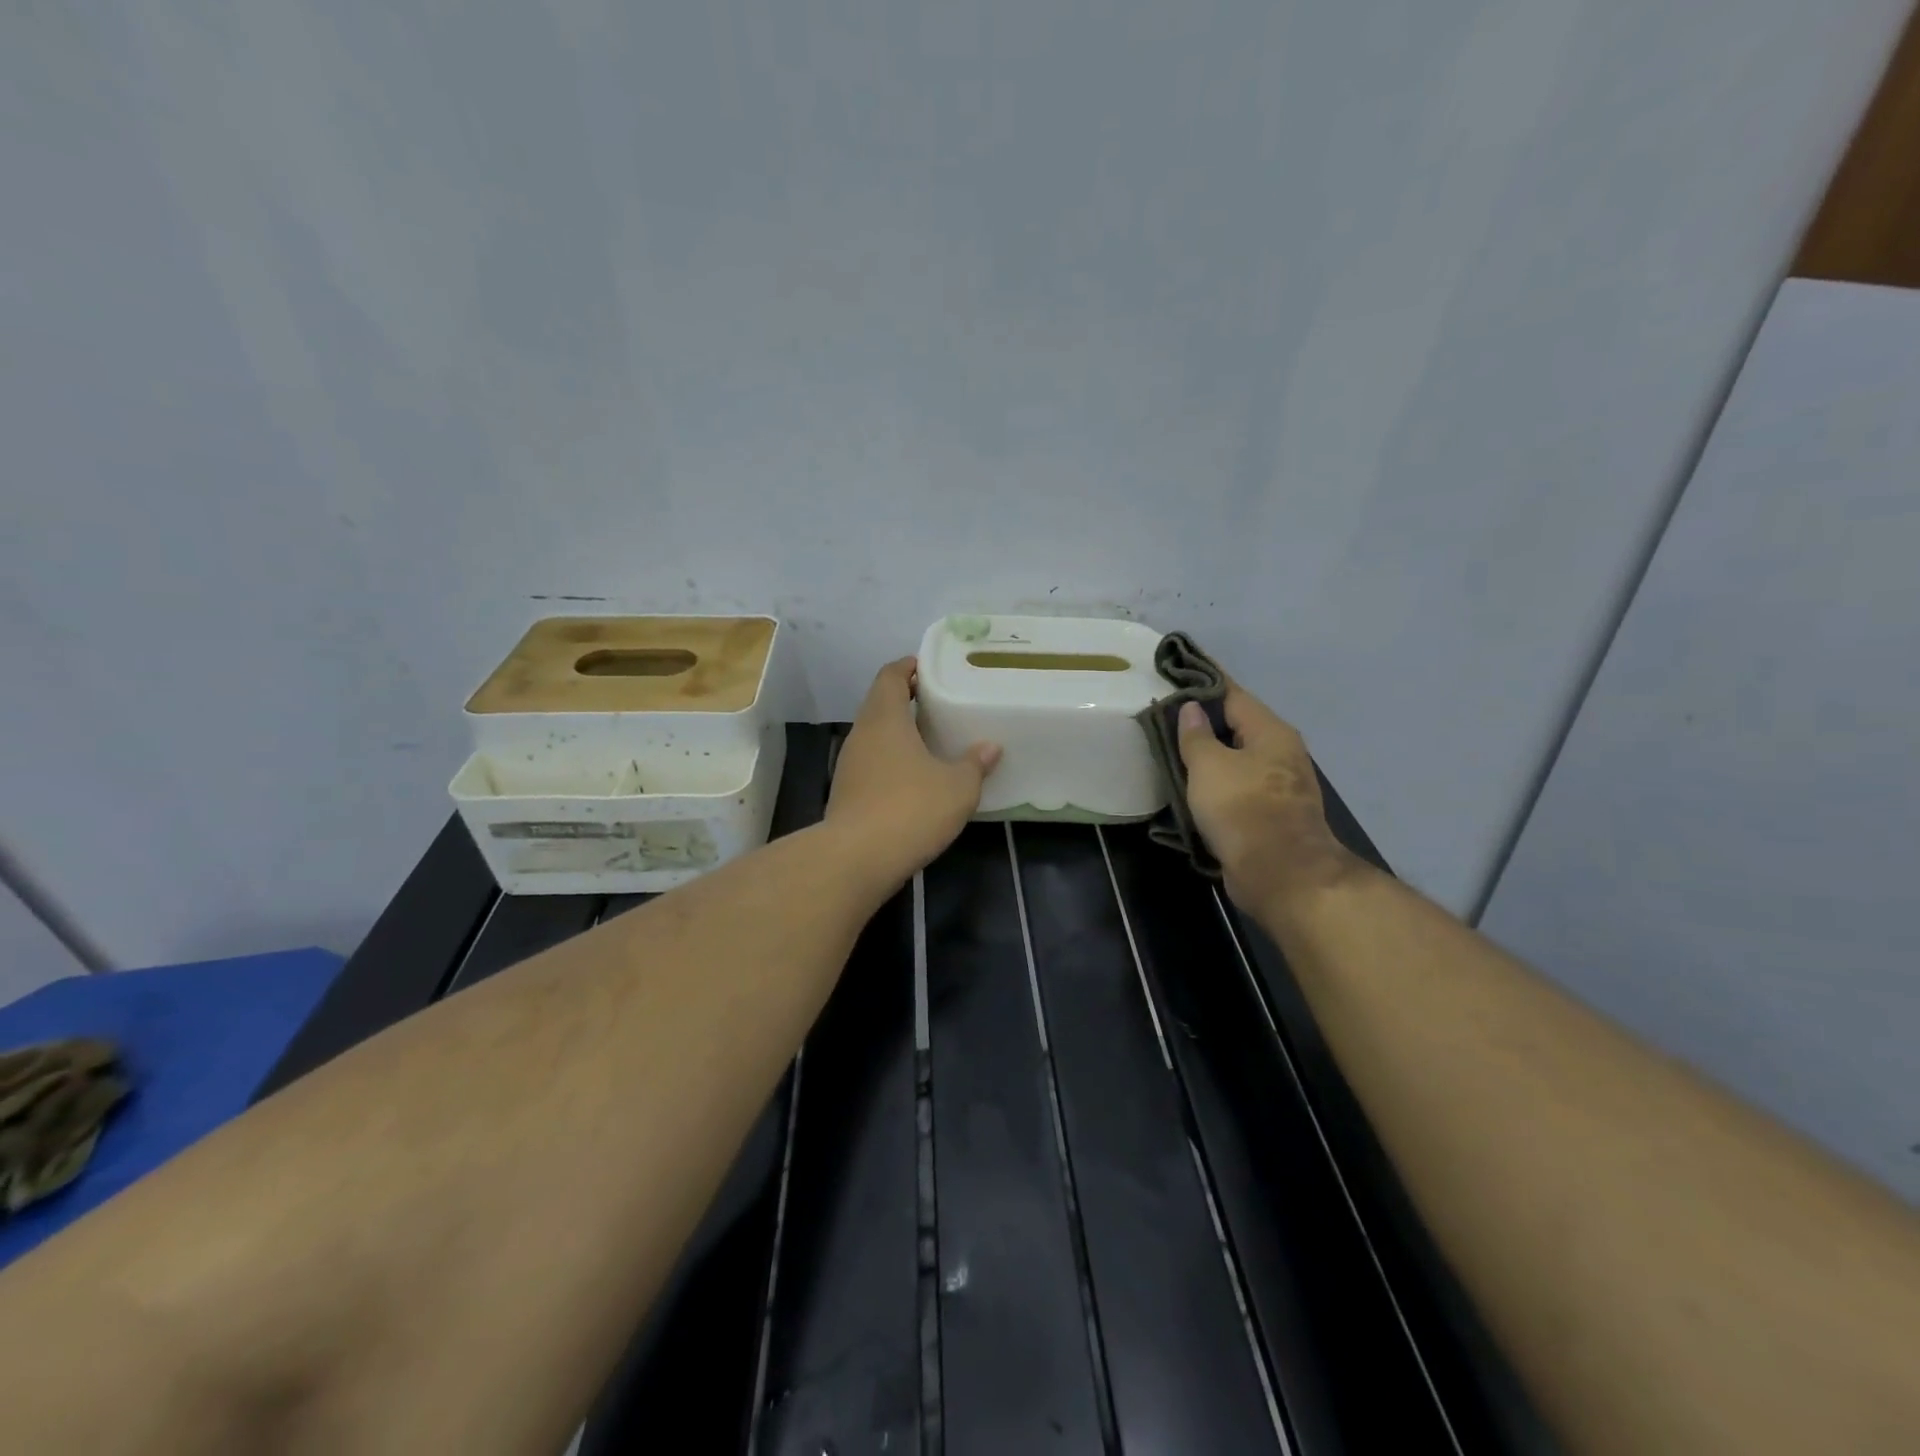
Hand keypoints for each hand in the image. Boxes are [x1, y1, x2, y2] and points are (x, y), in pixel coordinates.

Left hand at [826, 658, 1001, 889]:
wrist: (857, 859)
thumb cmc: (911, 809)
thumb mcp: (957, 787)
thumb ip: (973, 764)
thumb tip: (990, 747)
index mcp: (884, 719)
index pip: (890, 676)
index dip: (908, 667)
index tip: (928, 667)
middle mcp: (862, 735)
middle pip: (879, 704)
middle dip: (905, 700)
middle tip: (937, 703)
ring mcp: (849, 765)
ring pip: (874, 736)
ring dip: (897, 733)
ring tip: (929, 740)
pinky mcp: (846, 794)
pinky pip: (871, 765)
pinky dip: (890, 762)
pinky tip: (912, 779)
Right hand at [1176, 684, 1358, 910]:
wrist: (1281, 874)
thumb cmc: (1243, 809)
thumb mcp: (1209, 766)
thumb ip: (1196, 735)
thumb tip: (1191, 708)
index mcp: (1270, 731)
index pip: (1233, 694)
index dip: (1204, 683)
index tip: (1177, 674)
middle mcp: (1281, 752)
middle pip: (1238, 726)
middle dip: (1204, 721)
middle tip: (1165, 715)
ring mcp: (1279, 785)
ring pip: (1238, 759)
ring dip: (1210, 755)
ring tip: (1174, 749)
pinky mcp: (1272, 814)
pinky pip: (1239, 786)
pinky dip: (1217, 782)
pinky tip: (1194, 786)